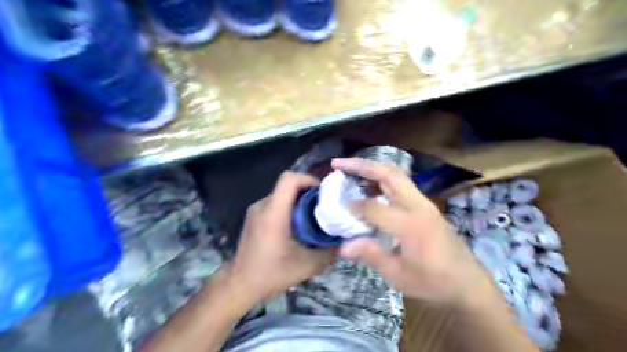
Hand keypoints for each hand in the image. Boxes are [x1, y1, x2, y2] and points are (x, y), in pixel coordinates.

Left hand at [222, 171, 334, 303]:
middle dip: (308, 193)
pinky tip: (297, 227)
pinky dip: (289, 209)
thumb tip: (343, 243)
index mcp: (274, 212)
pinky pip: (275, 205)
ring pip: (282, 195)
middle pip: (287, 186)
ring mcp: (256, 211)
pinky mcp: (254, 218)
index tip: (322, 193)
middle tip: (324, 207)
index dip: (308, 179)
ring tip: (313, 218)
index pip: (289, 179)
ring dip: (298, 202)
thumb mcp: (306, 266)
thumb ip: (328, 253)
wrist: (239, 285)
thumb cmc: (270, 274)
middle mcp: (262, 206)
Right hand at [333, 156, 495, 308]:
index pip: (373, 207)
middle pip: (388, 173)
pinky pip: (401, 183)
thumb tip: (343, 246)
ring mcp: (424, 203)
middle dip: (361, 165)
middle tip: (338, 164)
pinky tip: (370, 185)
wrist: (469, 283)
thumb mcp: (399, 276)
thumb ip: (371, 256)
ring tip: (351, 168)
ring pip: (396, 174)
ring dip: (372, 167)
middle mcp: (418, 205)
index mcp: (410, 224)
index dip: (353, 206)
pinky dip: (383, 177)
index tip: (338, 208)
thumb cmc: (434, 282)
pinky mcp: (426, 205)